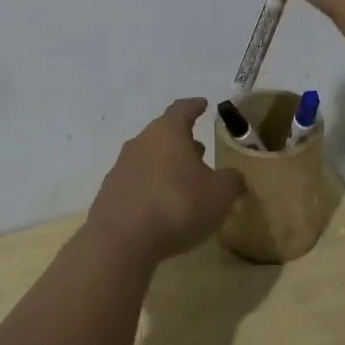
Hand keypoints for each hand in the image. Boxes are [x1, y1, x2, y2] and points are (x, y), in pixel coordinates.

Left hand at [86, 100, 244, 264]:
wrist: (120, 241)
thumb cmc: (177, 205)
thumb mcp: (219, 194)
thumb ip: (232, 181)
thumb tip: (234, 177)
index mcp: (168, 132)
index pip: (183, 109)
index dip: (195, 106)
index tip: (203, 104)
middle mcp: (141, 142)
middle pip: (164, 133)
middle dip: (183, 141)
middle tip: (200, 150)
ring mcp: (122, 166)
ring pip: (149, 157)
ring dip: (167, 164)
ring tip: (184, 180)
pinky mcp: (110, 192)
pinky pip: (137, 181)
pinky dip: (151, 186)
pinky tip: (162, 205)